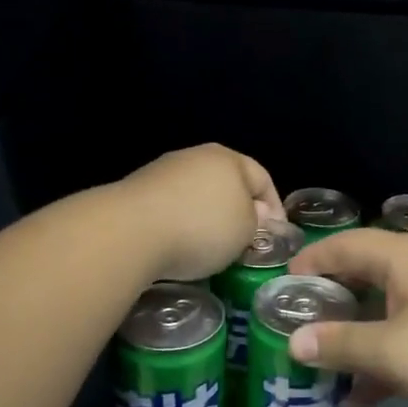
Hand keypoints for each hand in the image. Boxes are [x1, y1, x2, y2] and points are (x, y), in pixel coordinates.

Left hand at [114, 145, 283, 283]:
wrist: (130, 231)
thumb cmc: (202, 227)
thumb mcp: (246, 230)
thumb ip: (257, 221)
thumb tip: (255, 215)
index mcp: (228, 158)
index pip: (262, 178)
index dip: (275, 207)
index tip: (277, 235)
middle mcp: (195, 156)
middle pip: (227, 184)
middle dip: (239, 212)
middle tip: (245, 242)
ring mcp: (163, 172)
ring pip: (197, 196)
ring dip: (207, 219)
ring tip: (210, 249)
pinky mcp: (137, 192)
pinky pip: (171, 208)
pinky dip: (180, 225)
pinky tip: (178, 247)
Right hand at [285, 229, 407, 406]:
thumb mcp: (394, 352)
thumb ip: (341, 345)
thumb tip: (294, 341)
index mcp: (403, 257)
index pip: (343, 245)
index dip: (309, 262)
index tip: (278, 289)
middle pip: (362, 277)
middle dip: (327, 304)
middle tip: (292, 328)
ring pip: (383, 312)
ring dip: (353, 339)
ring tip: (318, 369)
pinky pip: (407, 336)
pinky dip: (384, 360)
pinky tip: (361, 399)